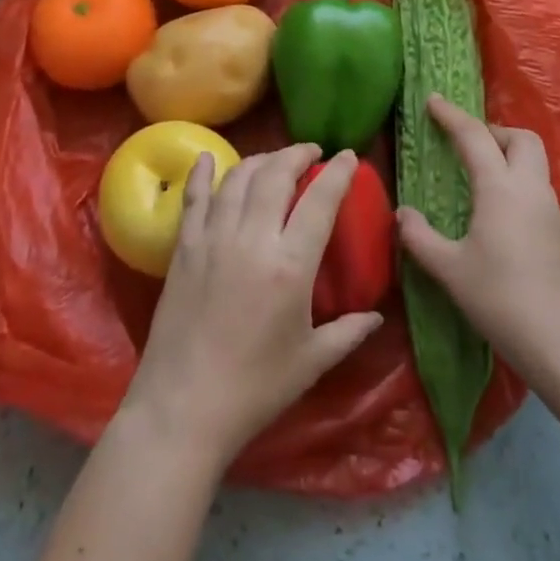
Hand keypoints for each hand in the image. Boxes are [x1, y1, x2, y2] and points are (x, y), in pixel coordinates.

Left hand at [121, 144, 383, 470]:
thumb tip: (376, 316)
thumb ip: (348, 332)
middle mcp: (251, 239)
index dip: (338, 173)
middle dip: (297, 154)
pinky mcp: (183, 248)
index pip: (320, 201)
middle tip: (311, 152)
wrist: (182, 408)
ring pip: (238, 178)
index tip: (349, 156)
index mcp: (290, 265)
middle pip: (275, 175)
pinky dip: (201, 173)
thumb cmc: (254, 389)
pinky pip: (194, 198)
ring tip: (275, 160)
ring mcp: (213, 239)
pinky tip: (207, 157)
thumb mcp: (311, 362)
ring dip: (260, 160)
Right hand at [397, 95, 559, 381]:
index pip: (475, 137)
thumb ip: (420, 238)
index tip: (432, 100)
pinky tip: (497, 215)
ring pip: (533, 164)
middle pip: (521, 138)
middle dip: (493, 131)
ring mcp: (552, 211)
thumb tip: (403, 214)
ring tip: (477, 177)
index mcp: (500, 188)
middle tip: (464, 144)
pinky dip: (516, 184)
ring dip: (507, 157)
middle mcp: (530, 189)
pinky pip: (537, 190)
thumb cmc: (502, 300)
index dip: (451, 115)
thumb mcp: (450, 270)